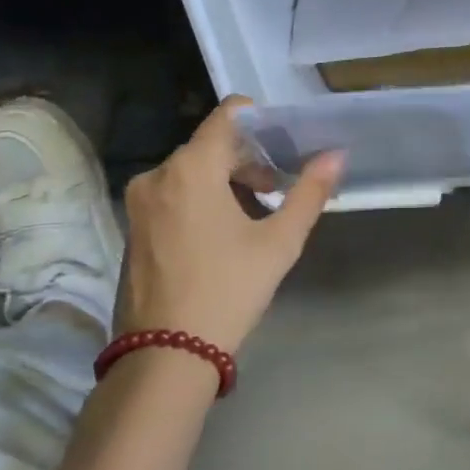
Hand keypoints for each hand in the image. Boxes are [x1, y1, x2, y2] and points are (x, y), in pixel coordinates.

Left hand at [116, 97, 343, 353]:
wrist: (167, 354)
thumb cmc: (229, 289)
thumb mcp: (279, 241)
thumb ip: (309, 192)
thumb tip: (336, 155)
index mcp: (191, 168)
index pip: (228, 114)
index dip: (261, 119)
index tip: (286, 140)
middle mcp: (158, 174)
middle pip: (211, 145)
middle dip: (249, 158)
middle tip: (280, 186)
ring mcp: (140, 202)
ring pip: (191, 171)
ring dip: (226, 180)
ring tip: (258, 213)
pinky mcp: (133, 227)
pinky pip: (173, 193)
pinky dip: (201, 198)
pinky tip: (225, 232)